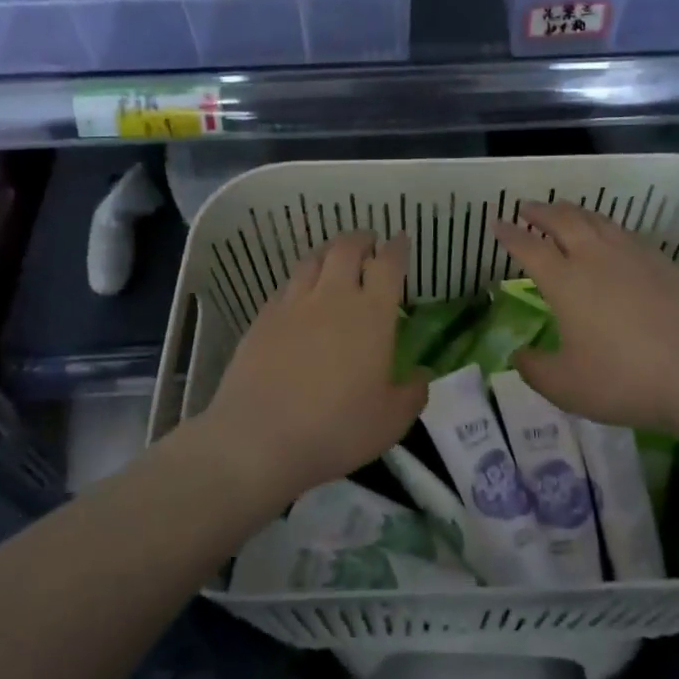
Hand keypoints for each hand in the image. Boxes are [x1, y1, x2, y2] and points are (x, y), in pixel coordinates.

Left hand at [196, 232, 427, 506]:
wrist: (258, 439)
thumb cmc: (336, 429)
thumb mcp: (391, 421)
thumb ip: (413, 392)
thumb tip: (420, 373)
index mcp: (372, 315)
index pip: (388, 264)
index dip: (397, 247)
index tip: (400, 239)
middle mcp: (333, 297)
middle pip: (347, 248)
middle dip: (362, 239)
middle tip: (369, 244)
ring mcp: (293, 304)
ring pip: (313, 260)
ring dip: (329, 252)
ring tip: (335, 259)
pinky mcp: (263, 318)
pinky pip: (287, 285)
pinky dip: (301, 279)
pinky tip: (300, 293)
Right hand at [492, 202, 678, 434]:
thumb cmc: (623, 379)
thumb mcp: (566, 386)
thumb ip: (535, 369)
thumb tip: (519, 355)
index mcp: (565, 281)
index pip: (529, 248)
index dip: (510, 234)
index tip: (497, 223)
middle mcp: (595, 257)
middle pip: (563, 221)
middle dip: (541, 211)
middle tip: (527, 207)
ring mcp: (633, 255)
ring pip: (597, 220)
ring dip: (574, 212)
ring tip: (565, 212)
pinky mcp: (664, 263)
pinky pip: (626, 234)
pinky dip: (607, 228)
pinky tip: (611, 238)